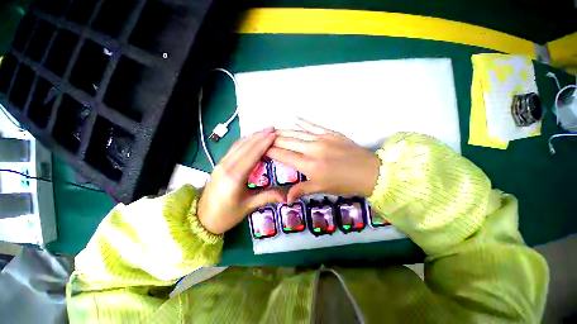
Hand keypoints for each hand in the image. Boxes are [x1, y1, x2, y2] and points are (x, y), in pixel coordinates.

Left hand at [198, 127, 285, 233]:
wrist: (202, 219)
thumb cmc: (226, 215)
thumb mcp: (248, 206)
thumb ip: (267, 197)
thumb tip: (286, 196)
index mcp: (235, 176)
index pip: (253, 154)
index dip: (264, 143)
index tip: (274, 134)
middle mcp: (227, 165)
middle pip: (246, 146)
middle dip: (259, 135)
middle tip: (272, 128)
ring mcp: (221, 163)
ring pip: (238, 145)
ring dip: (252, 136)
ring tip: (264, 131)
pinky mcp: (219, 164)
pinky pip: (233, 148)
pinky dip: (244, 141)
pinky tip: (251, 139)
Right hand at [266, 118, 380, 202]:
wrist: (369, 173)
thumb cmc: (344, 183)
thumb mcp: (321, 189)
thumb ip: (301, 190)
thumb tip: (285, 199)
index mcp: (309, 165)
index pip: (284, 156)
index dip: (270, 152)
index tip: (261, 149)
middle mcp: (312, 149)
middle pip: (288, 142)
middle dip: (273, 139)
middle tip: (263, 137)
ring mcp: (322, 139)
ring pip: (297, 133)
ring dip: (284, 130)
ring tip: (273, 129)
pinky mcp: (331, 133)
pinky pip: (313, 125)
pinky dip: (303, 122)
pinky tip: (294, 118)